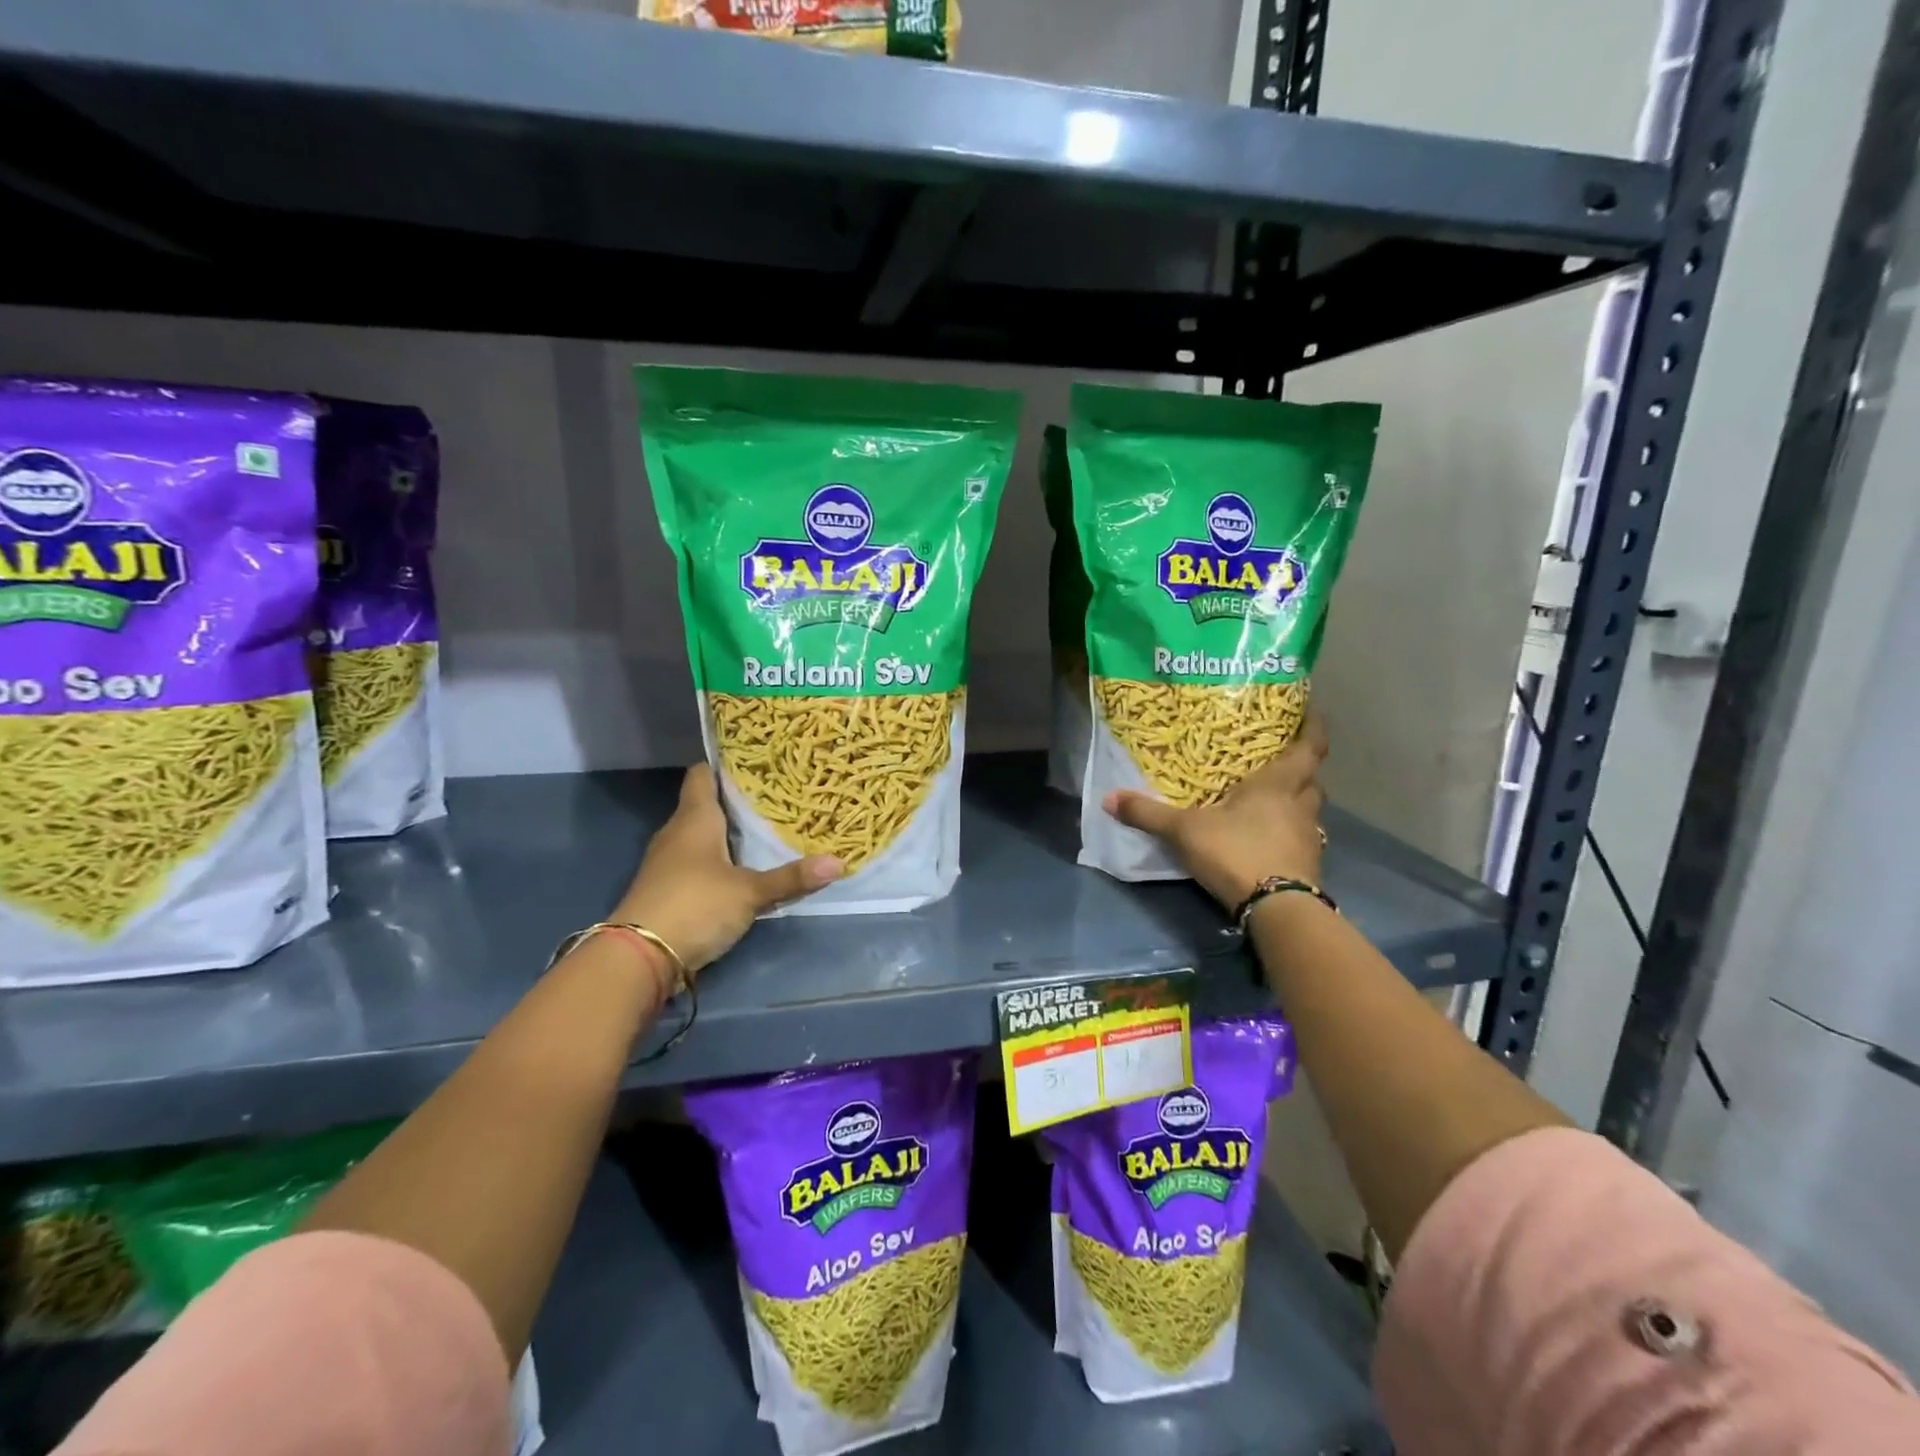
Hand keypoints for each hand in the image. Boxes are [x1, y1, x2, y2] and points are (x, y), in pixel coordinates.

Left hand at [610, 765, 840, 976]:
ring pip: (701, 837)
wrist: (638, 958)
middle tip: (776, 799)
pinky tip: (743, 871)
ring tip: (767, 832)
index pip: (702, 775)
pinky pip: (697, 864)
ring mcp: (667, 863)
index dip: (724, 766)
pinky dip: (718, 863)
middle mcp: (676, 833)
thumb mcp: (749, 893)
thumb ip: (791, 878)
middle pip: (705, 806)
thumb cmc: (695, 905)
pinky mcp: (666, 890)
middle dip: (737, 803)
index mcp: (694, 819)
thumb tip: (839, 863)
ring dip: (728, 836)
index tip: (754, 764)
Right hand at [1102, 708, 1328, 908]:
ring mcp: (1309, 839)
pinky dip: (1289, 835)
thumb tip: (1108, 798)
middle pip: (1312, 781)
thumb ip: (1148, 814)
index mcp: (1278, 784)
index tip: (1312, 713)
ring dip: (1296, 804)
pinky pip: (1302, 840)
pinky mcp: (1308, 867)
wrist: (1277, 909)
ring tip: (1272, 803)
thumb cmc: (1236, 851)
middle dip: (1301, 771)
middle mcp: (1301, 806)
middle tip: (1279, 763)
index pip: (1309, 748)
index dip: (1313, 728)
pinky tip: (1268, 841)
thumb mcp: (1184, 831)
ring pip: (1309, 811)